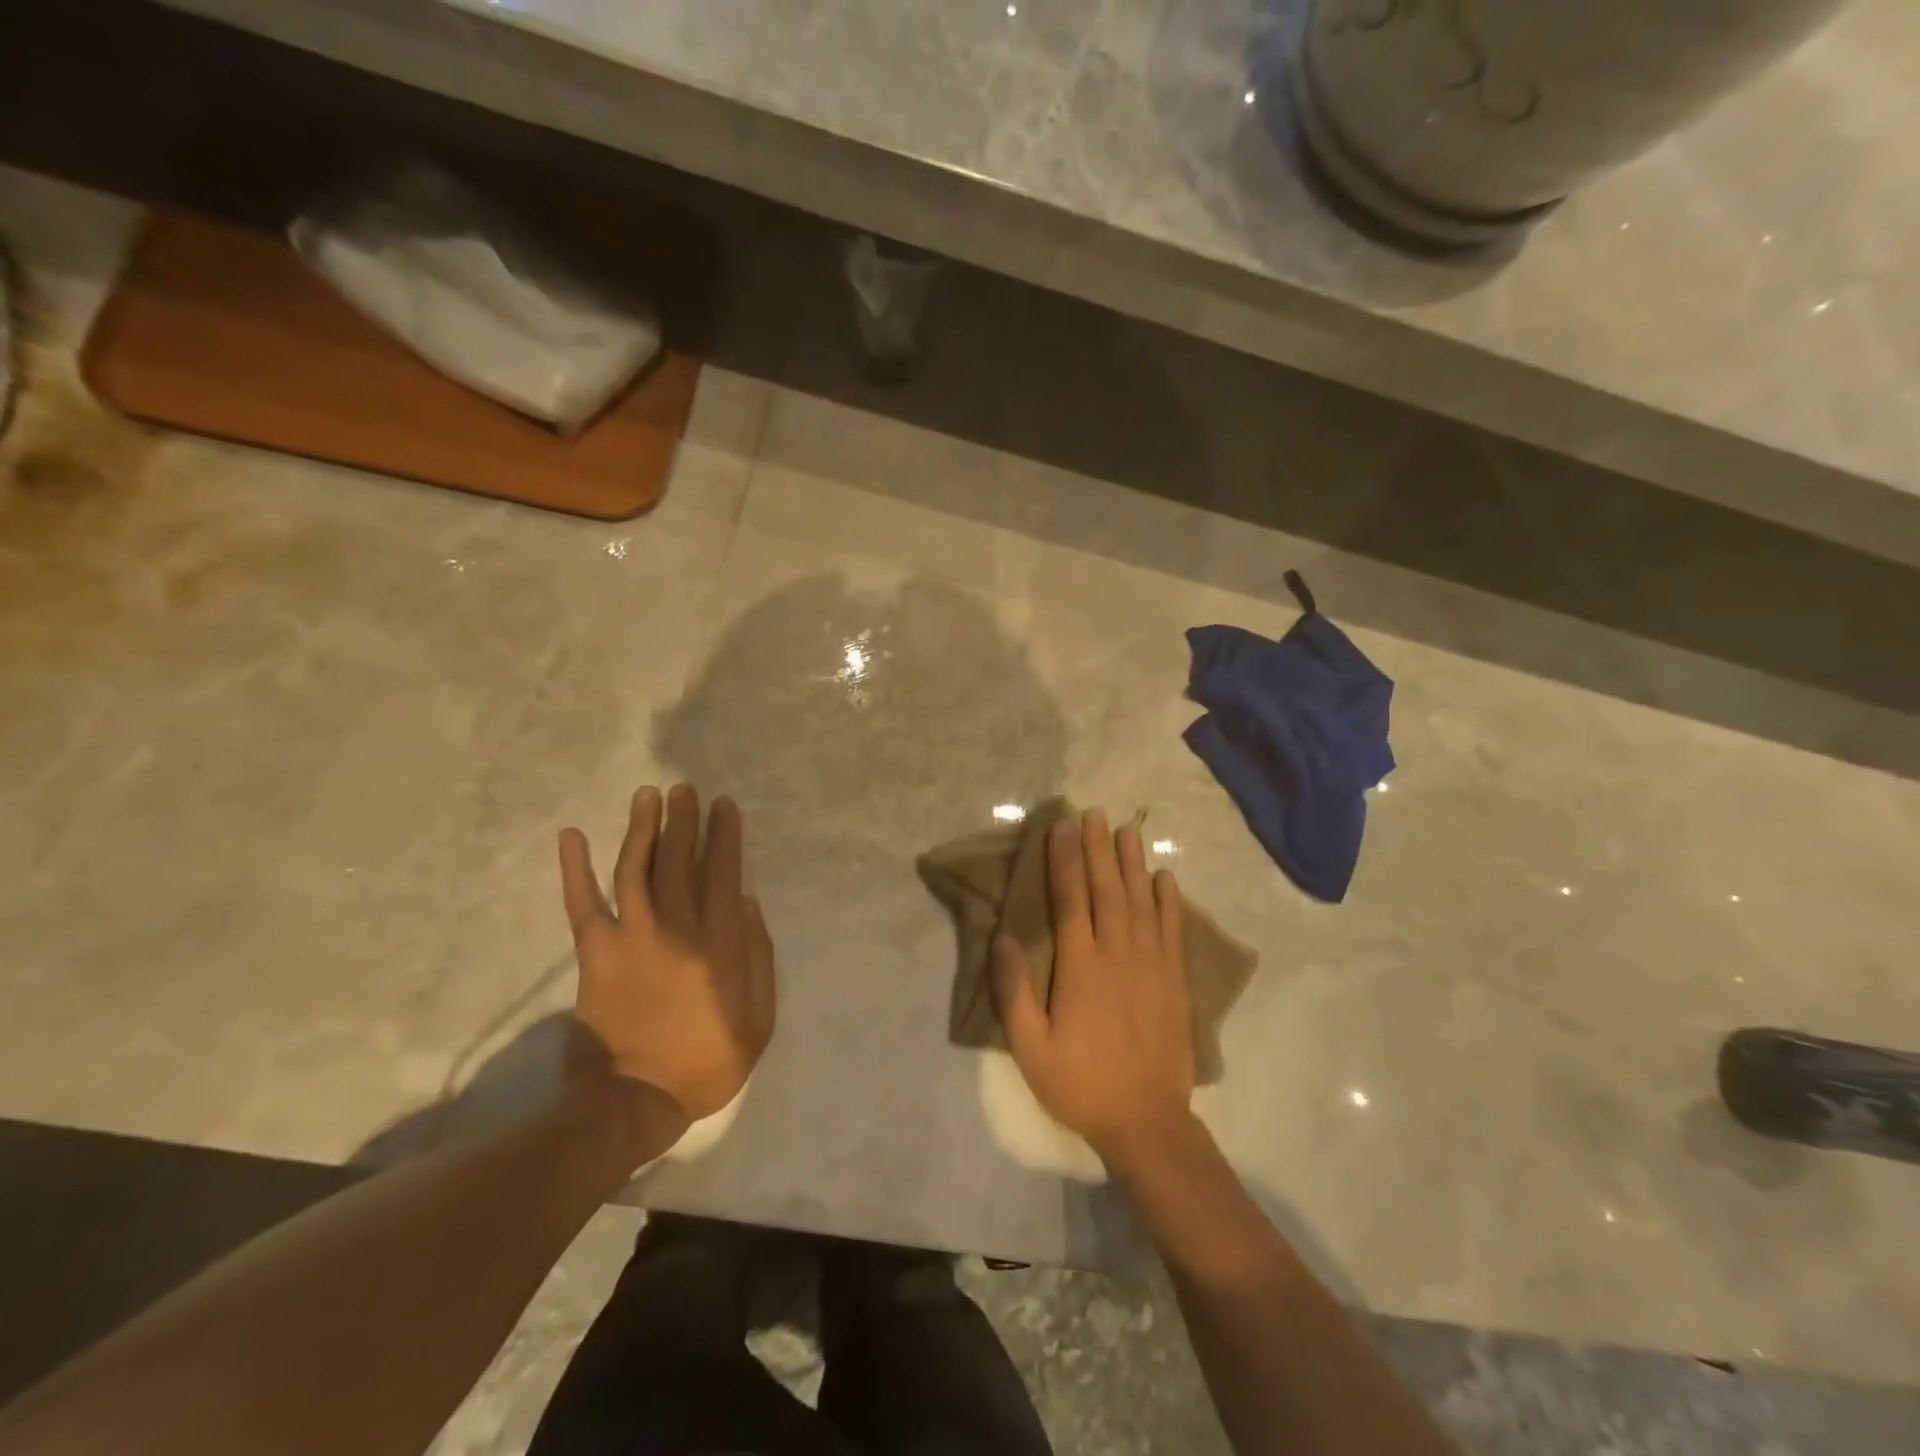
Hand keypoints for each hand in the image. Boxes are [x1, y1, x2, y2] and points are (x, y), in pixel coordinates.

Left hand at [558, 784, 775, 1123]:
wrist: (635, 1102)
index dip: (724, 836)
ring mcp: (631, 938)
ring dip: (642, 829)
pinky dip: (575, 868)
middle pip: (680, 861)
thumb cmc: (707, 1061)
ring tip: (646, 795)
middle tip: (685, 789)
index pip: (723, 873)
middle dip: (685, 820)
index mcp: (718, 944)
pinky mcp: (595, 954)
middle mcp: (676, 929)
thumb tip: (747, 902)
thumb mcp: (758, 1018)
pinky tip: (571, 835)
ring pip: (636, 869)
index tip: (724, 806)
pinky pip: (582, 903)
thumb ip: (758, 956)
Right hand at [991, 809, 1194, 1163]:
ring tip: (1126, 830)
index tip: (1061, 826)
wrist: (1147, 1121)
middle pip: (1107, 889)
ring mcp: (1152, 964)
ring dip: (1133, 863)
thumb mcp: (1030, 1046)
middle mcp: (1118, 953)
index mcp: (1080, 966)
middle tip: (1093, 813)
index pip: (1071, 898)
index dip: (1065, 859)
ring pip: (1142, 901)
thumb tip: (1003, 935)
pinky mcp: (1175, 980)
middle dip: (1098, 848)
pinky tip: (1166, 877)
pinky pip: (1173, 929)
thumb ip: (1014, 989)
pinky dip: (1169, 900)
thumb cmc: (1080, 1082)